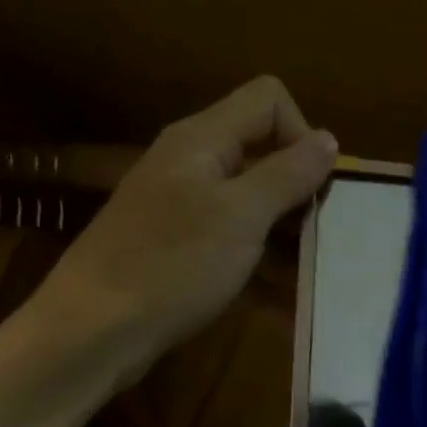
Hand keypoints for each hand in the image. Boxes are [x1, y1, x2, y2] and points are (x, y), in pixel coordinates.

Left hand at [27, 76, 336, 386]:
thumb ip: (287, 174)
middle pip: (264, 145)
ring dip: (285, 222)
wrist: (98, 327)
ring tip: (302, 263)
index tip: (314, 188)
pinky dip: (262, 248)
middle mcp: (192, 158)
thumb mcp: (242, 217)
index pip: (269, 100)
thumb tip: (329, 139)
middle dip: (299, 183)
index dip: (302, 134)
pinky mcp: (181, 236)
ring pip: (254, 191)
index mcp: (203, 139)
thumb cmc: (173, 266)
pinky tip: (276, 286)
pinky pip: (237, 227)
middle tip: (315, 232)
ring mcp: (184, 199)